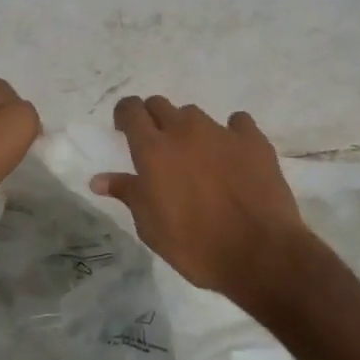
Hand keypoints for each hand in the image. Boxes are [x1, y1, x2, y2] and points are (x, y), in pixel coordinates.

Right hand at [91, 96, 319, 308]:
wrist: (260, 254)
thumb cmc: (195, 246)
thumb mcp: (150, 227)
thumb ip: (128, 194)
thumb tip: (99, 179)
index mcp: (153, 150)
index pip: (130, 109)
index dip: (124, 115)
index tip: (125, 132)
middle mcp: (184, 131)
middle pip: (160, 105)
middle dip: (154, 120)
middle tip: (158, 148)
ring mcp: (221, 132)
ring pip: (195, 115)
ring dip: (189, 130)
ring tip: (198, 157)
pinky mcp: (254, 141)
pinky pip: (237, 123)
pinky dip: (231, 133)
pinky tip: (233, 155)